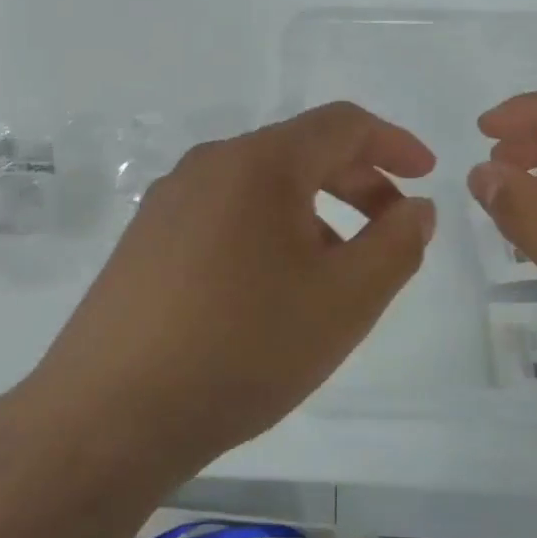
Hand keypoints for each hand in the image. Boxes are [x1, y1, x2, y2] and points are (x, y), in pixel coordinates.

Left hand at [32, 102, 436, 470]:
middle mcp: (208, 164)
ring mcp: (167, 201)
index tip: (425, 175)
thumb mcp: (344, 300)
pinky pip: (223, 215)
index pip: (341, 124)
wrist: (111, 412)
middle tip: (391, 231)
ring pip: (259, 188)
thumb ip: (396, 246)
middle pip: (299, 152)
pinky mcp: (144, 240)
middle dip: (357, 183)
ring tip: (336, 272)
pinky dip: (267, 232)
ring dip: (313, 213)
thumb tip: (415, 208)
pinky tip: (272, 290)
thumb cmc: (244, 347)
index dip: (393, 143)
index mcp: (258, 162)